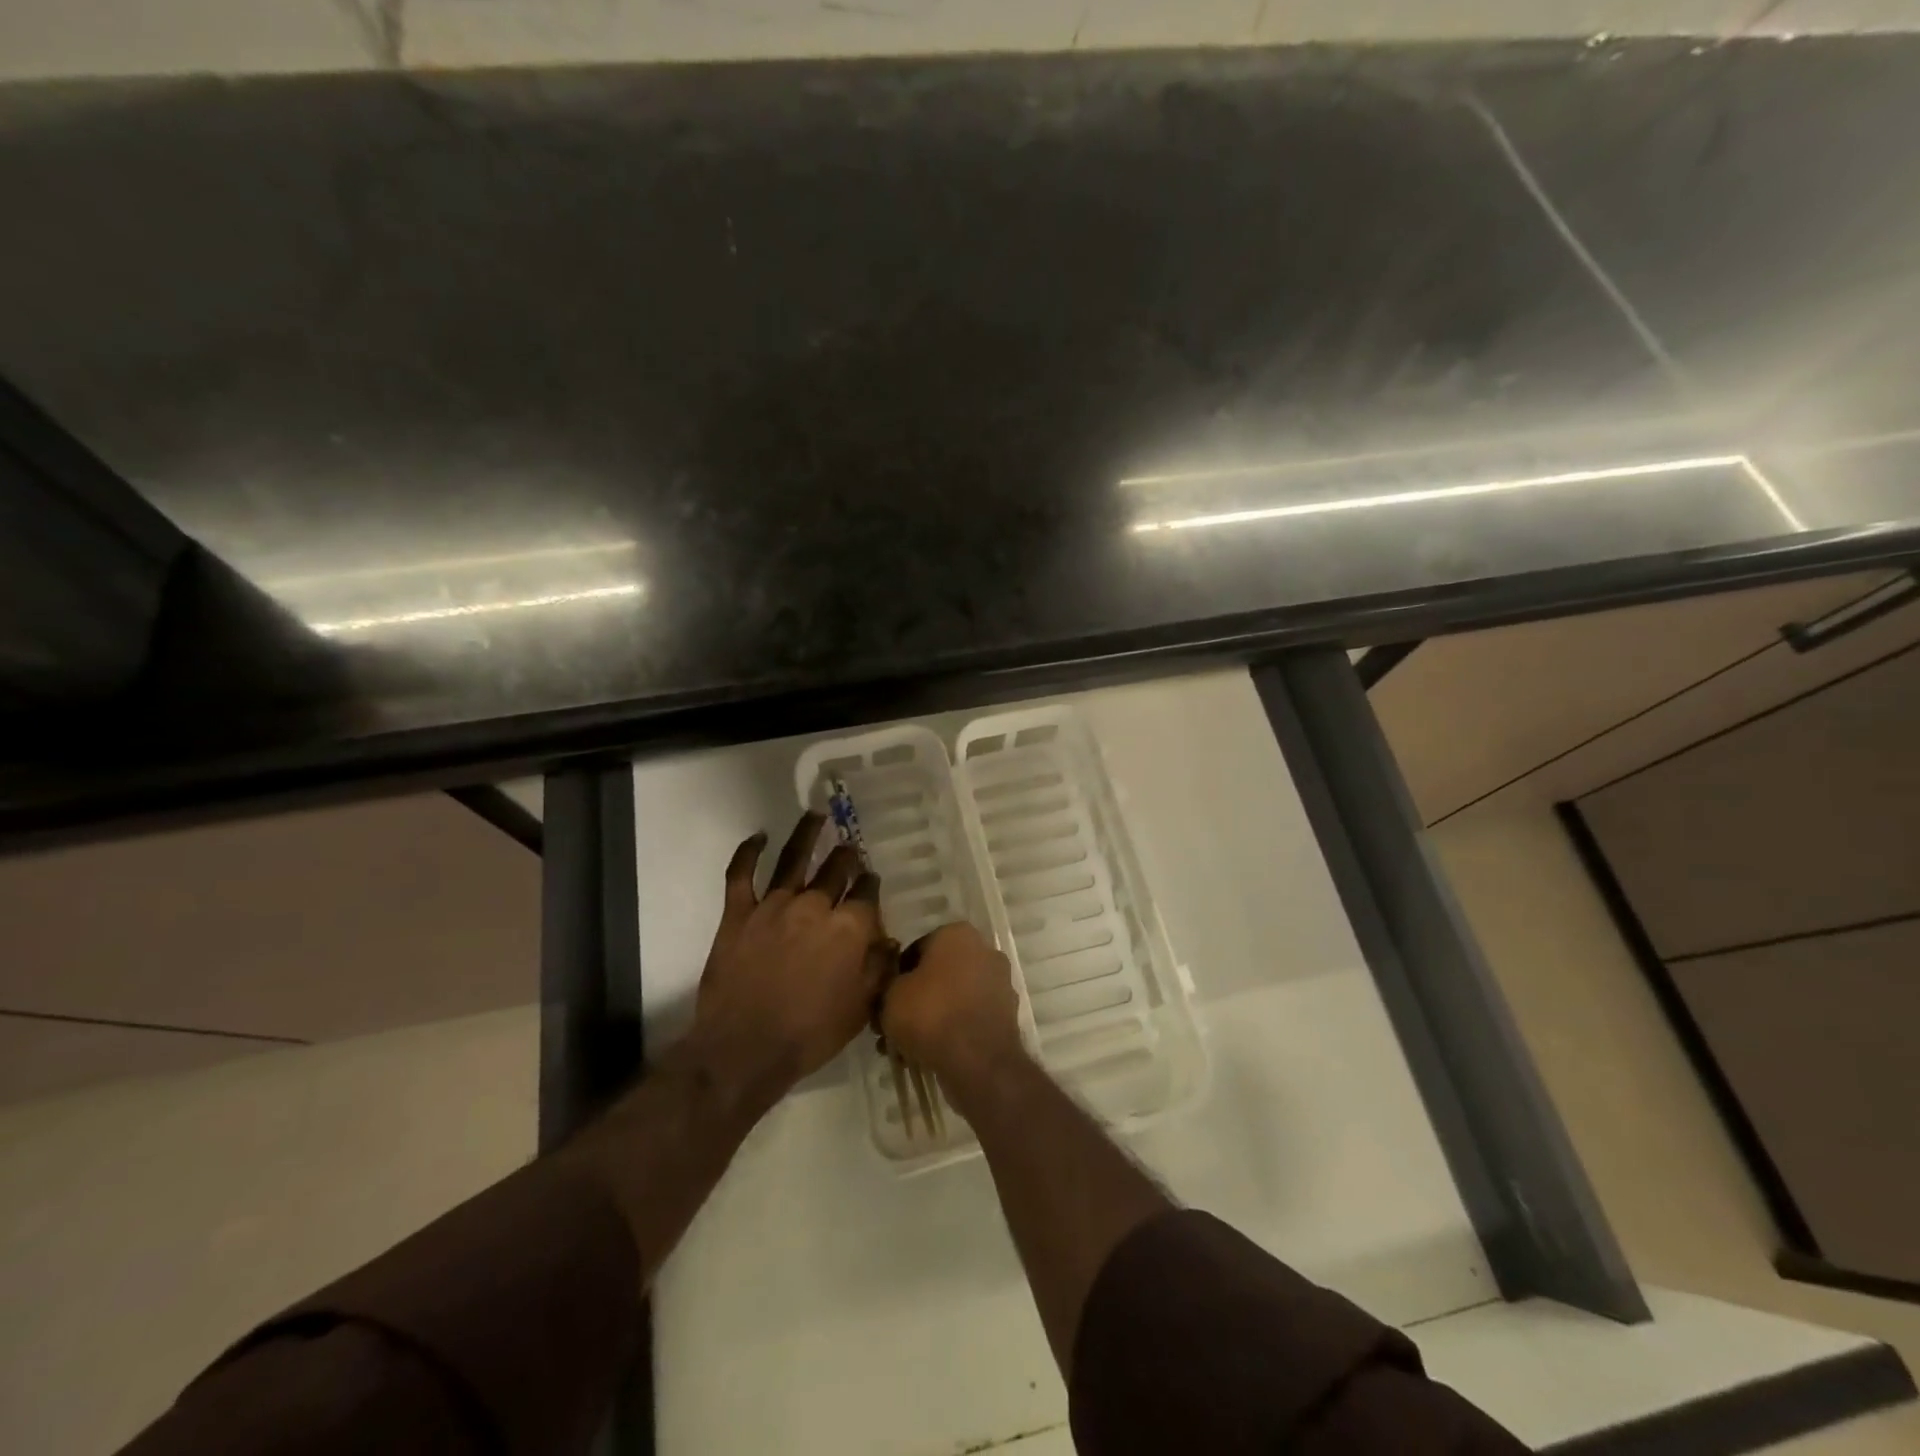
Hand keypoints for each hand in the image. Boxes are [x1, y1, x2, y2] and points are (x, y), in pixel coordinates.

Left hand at [690, 813, 893, 1104]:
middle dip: (846, 856)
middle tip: (849, 849)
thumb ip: (878, 969)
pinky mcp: (739, 913)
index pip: (867, 893)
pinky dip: (748, 852)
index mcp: (849, 928)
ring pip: (794, 858)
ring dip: (807, 833)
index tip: (871, 882)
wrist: (745, 1049)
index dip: (871, 885)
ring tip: (816, 814)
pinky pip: (741, 874)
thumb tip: (889, 940)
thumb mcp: (860, 1008)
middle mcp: (815, 906)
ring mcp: (774, 905)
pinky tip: (758, 836)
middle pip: (836, 868)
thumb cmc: (810, 1034)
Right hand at [882, 922, 1024, 1090]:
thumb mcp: (891, 995)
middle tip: (892, 1025)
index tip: (884, 1000)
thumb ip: (888, 985)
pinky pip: (968, 1018)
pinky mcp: (1006, 1015)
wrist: (979, 1061)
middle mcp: (984, 951)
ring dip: (930, 1018)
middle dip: (914, 999)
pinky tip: (927, 1055)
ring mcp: (999, 983)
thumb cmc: (931, 1014)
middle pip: (937, 974)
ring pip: (953, 998)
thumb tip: (894, 990)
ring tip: (905, 1048)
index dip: (896, 976)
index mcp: (958, 934)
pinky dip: (951, 1031)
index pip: (916, 949)